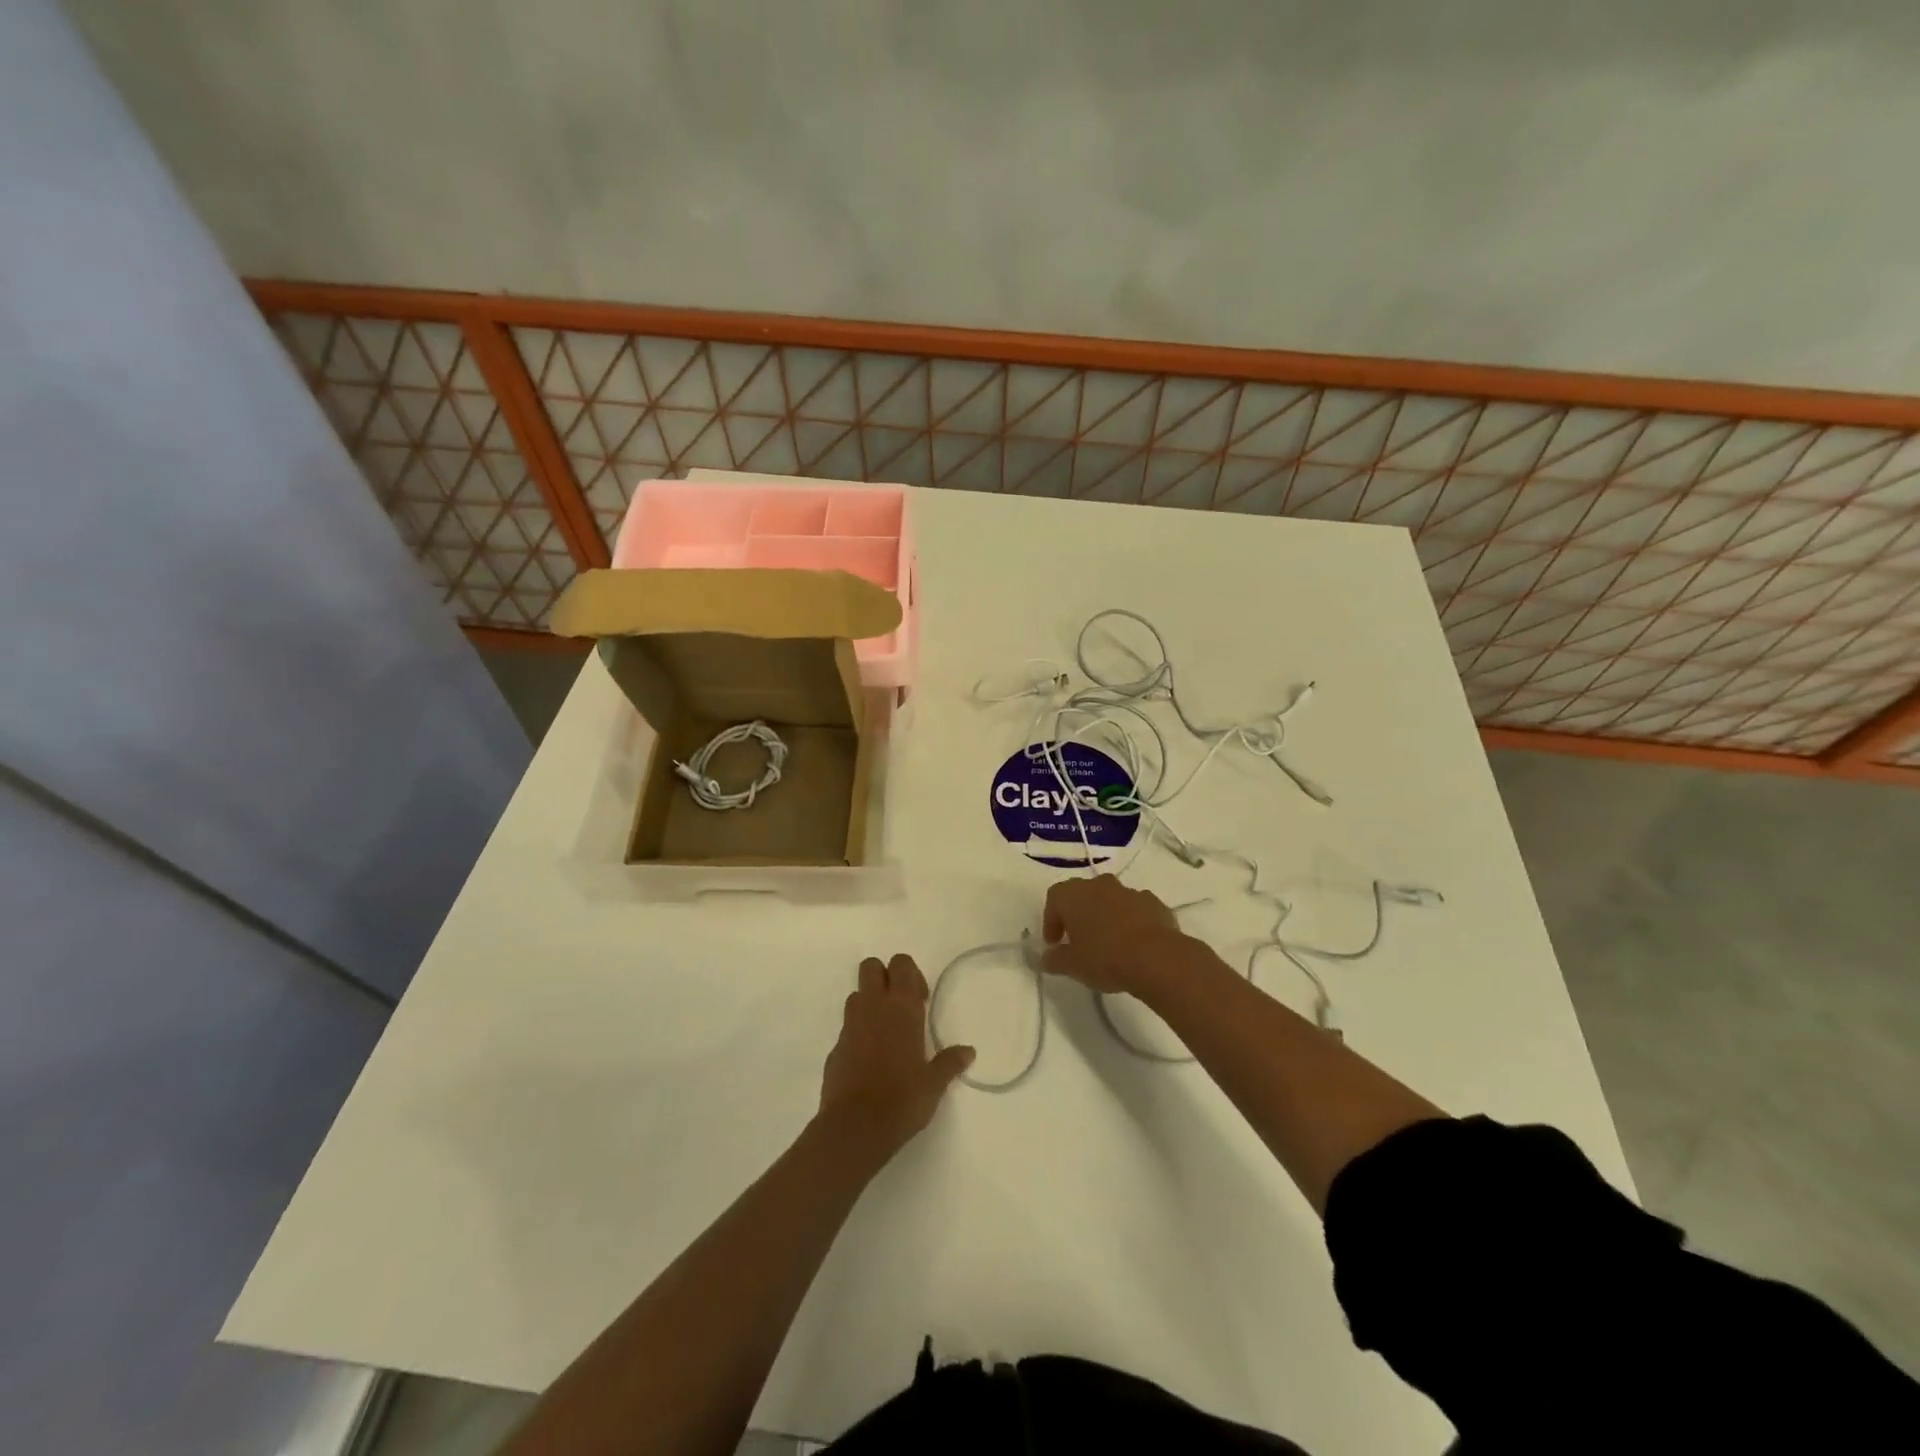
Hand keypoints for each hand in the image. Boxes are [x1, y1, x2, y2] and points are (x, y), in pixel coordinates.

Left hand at [817, 954, 973, 1167]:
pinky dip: (858, 1034)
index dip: (910, 974)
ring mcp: (850, 1026)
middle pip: (871, 966)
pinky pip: (847, 1028)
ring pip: (856, 995)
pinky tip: (870, 1062)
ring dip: (869, 1004)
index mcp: (901, 1008)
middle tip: (901, 1007)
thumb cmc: (902, 1099)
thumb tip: (969, 1052)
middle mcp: (873, 1008)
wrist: (855, 1127)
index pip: (901, 963)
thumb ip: (950, 1062)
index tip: (920, 1000)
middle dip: (884, 977)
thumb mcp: (934, 1083)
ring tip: (886, 1035)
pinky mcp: (835, 1048)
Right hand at [1041, 874, 1188, 994]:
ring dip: (1106, 916)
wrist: (1156, 958)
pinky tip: (1135, 945)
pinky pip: (1136, 909)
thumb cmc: (1104, 958)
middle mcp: (1100, 885)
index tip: (1055, 943)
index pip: (1054, 898)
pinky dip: (1132, 921)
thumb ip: (1055, 960)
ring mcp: (1129, 891)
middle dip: (1079, 915)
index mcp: (1074, 894)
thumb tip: (1045, 959)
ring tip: (1109, 944)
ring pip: (1111, 900)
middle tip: (1079, 940)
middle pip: (1083, 894)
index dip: (1051, 920)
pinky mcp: (1154, 903)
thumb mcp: (1072, 966)